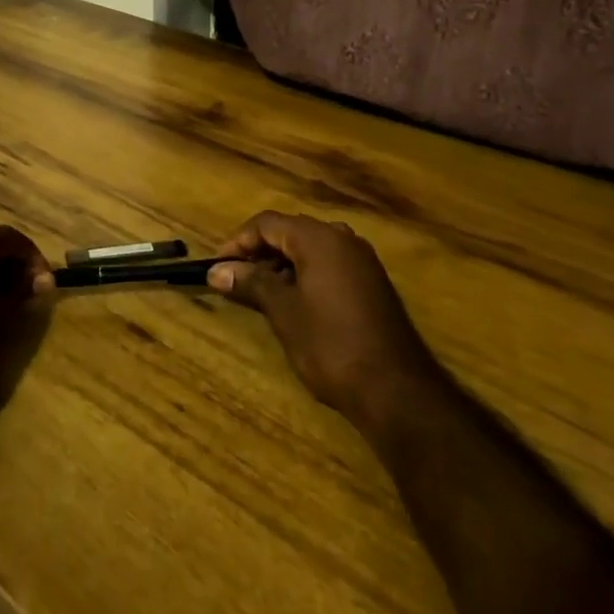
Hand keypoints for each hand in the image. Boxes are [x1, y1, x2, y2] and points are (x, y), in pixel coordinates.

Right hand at [209, 211, 440, 432]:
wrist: (397, 390)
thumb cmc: (331, 345)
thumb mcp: (284, 312)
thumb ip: (250, 283)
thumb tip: (216, 271)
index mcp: (320, 238)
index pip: (268, 223)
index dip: (238, 241)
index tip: (217, 265)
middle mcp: (343, 240)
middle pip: (290, 231)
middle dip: (259, 251)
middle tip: (234, 277)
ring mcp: (362, 261)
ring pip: (310, 248)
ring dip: (281, 263)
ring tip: (258, 291)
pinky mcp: (371, 283)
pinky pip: (329, 264)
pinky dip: (304, 274)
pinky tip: (292, 301)